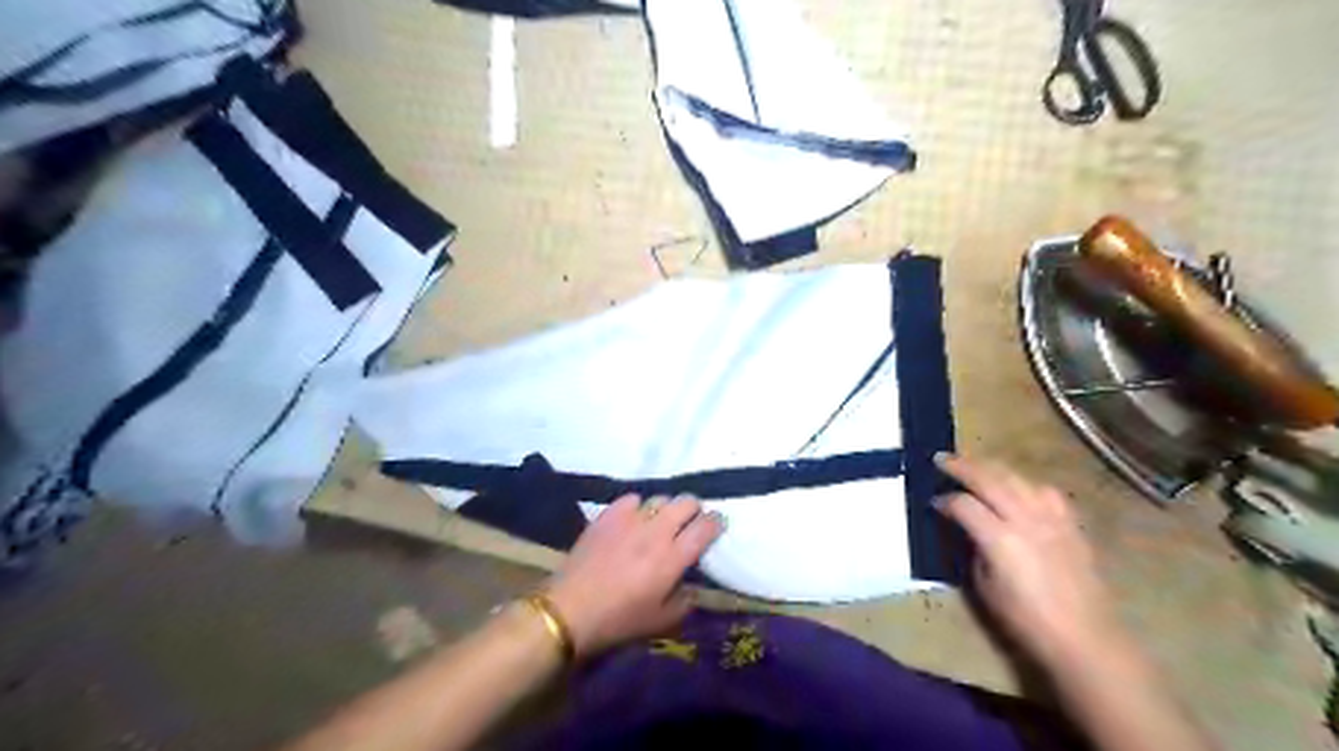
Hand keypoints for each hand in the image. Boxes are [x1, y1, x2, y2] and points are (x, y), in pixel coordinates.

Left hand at [544, 496, 720, 658]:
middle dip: (694, 509)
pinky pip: (632, 499)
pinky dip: (638, 506)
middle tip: (689, 522)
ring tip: (661, 520)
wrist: (570, 610)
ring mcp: (630, 520)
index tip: (716, 526)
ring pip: (660, 498)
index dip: (716, 523)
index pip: (705, 527)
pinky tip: (633, 519)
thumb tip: (692, 585)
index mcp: (673, 558)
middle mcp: (656, 532)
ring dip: (667, 508)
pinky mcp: (608, 515)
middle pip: (686, 502)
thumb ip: (685, 601)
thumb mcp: (661, 622)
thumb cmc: (619, 621)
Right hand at [933, 455, 1121, 664]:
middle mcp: (1026, 519)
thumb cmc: (1026, 619)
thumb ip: (974, 548)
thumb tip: (967, 529)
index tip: (933, 502)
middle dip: (962, 466)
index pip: (964, 505)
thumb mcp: (984, 586)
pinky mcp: (1070, 523)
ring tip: (975, 466)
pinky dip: (1024, 483)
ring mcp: (1052, 518)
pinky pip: (1044, 491)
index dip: (945, 500)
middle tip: (941, 459)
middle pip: (989, 479)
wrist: (1084, 637)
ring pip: (1017, 478)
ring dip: (991, 468)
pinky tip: (1017, 487)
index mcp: (1000, 539)